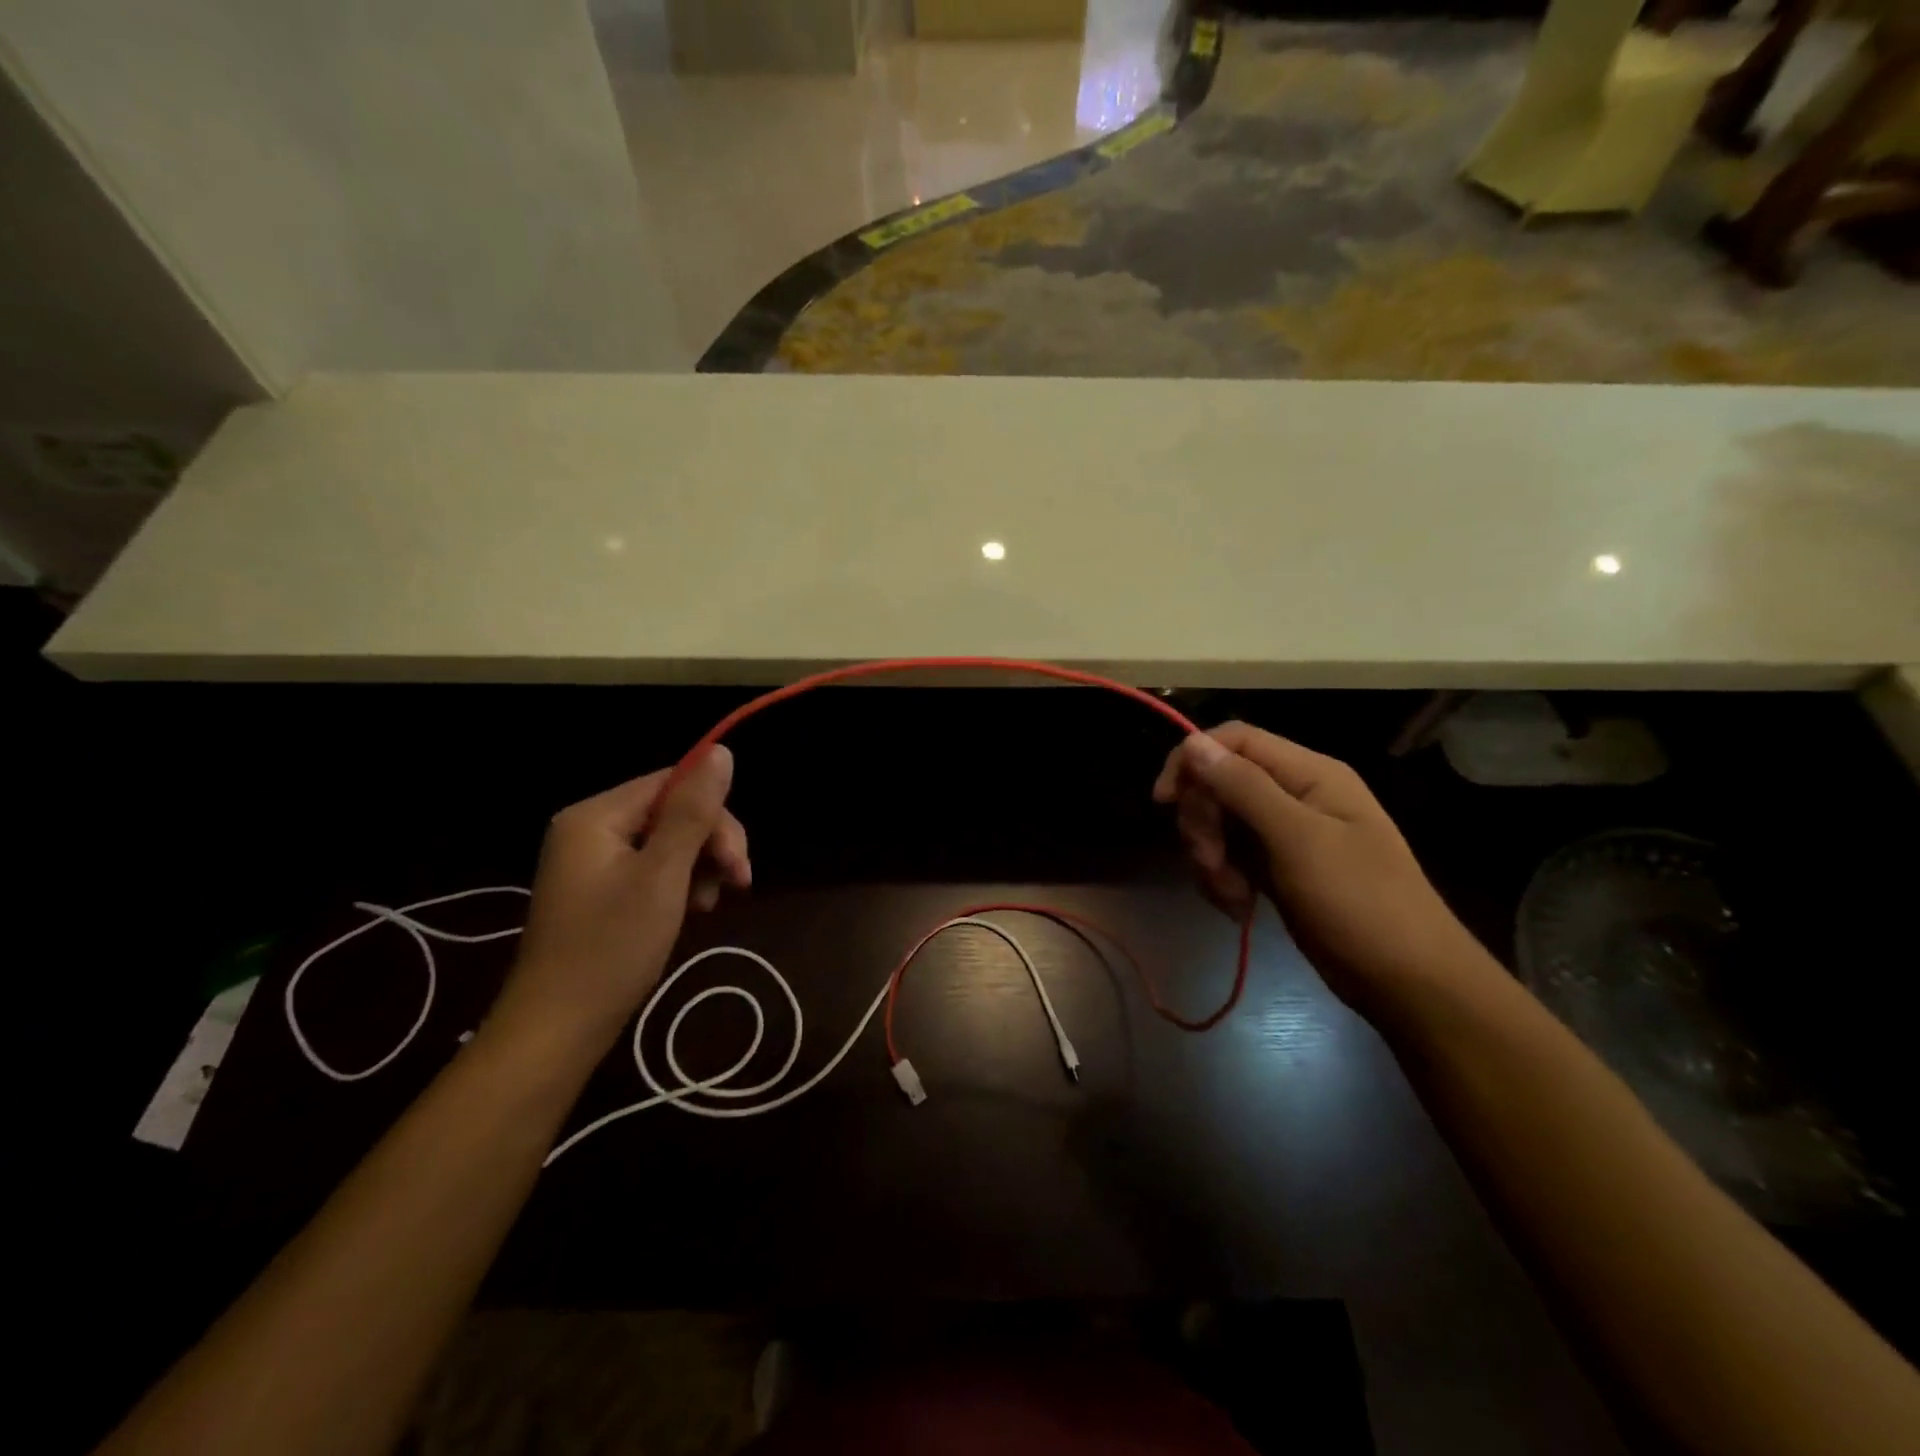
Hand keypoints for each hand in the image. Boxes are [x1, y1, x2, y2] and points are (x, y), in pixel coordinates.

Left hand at [491, 748, 750, 1054]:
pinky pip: (652, 868)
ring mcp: (593, 862)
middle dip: (711, 844)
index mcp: (596, 816)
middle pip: (673, 812)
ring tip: (708, 906)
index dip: (715, 815)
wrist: (556, 1032)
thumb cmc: (610, 949)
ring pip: (669, 842)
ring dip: (700, 867)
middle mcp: (590, 829)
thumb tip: (721, 751)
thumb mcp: (662, 876)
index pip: (673, 783)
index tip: (738, 862)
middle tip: (737, 885)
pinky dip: (679, 885)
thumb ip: (693, 812)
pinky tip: (691, 911)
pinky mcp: (600, 891)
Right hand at [1153, 723, 1485, 1016]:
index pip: (1235, 741)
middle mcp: (1294, 794)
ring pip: (1219, 824)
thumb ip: (1244, 788)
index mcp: (1309, 773)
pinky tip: (1237, 906)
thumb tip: (1193, 745)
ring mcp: (1285, 834)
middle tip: (1209, 862)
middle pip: (1220, 784)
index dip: (1193, 760)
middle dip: (1203, 822)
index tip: (1164, 801)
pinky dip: (1222, 879)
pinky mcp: (1277, 868)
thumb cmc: (1360, 902)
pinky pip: (1230, 857)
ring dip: (1211, 857)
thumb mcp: (1298, 840)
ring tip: (1230, 896)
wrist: (1407, 982)